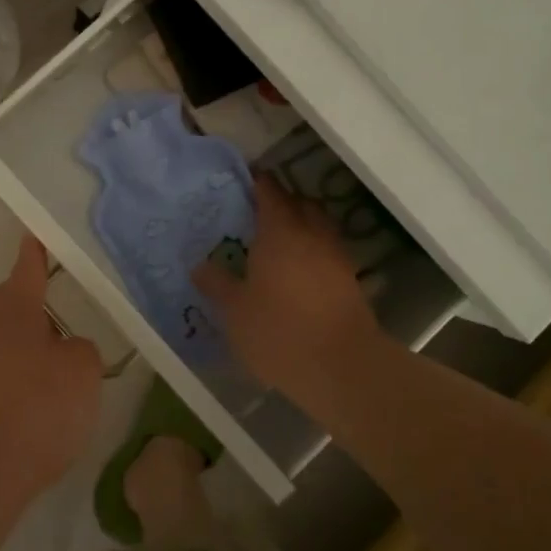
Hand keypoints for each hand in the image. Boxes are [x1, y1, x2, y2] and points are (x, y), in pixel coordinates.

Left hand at [0, 234, 102, 507]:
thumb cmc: (35, 408)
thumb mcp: (82, 372)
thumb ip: (81, 350)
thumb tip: (65, 349)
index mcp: (13, 308)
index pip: (28, 266)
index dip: (37, 251)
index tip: (38, 235)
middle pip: (13, 306)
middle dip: (38, 311)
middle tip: (68, 322)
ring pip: (5, 344)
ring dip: (29, 352)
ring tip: (59, 377)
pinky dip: (17, 386)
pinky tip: (37, 413)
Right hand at [193, 175, 377, 400]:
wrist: (343, 368)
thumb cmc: (280, 331)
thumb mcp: (235, 311)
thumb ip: (217, 283)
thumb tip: (200, 265)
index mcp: (280, 231)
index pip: (270, 191)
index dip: (257, 183)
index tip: (244, 182)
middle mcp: (311, 234)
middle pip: (300, 203)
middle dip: (282, 202)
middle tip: (258, 214)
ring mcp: (336, 257)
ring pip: (318, 226)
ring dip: (302, 226)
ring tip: (279, 243)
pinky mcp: (350, 281)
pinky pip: (328, 252)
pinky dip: (314, 252)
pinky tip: (298, 272)